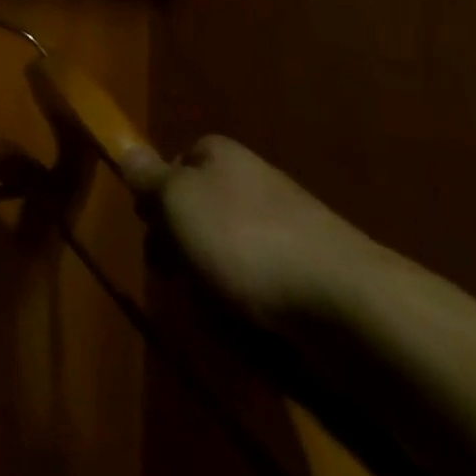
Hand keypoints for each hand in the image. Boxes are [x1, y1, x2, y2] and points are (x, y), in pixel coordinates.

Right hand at [141, 135, 385, 333]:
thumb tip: (125, 146)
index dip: (158, 195)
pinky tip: (254, 329)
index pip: (177, 162)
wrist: (349, 304)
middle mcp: (254, 180)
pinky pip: (268, 287)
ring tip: (215, 311)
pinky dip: (255, 307)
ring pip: (233, 250)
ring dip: (217, 281)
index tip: (149, 229)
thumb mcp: (177, 201)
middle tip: (175, 277)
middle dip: (186, 244)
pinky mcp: (318, 275)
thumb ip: (148, 177)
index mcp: (220, 153)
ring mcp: (290, 227)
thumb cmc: (244, 238)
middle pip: (203, 208)